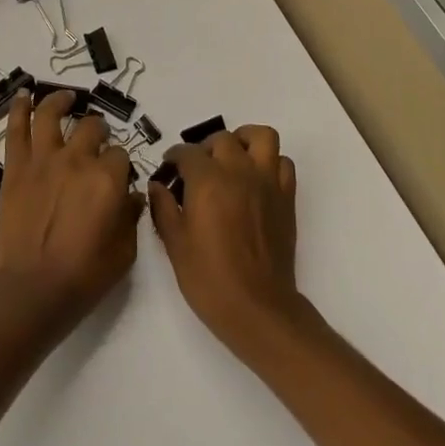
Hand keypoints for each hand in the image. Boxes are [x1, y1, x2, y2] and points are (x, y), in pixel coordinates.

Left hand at [0, 90, 144, 328]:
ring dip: (61, 101)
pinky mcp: (16, 168)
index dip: (121, 165)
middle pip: (92, 128)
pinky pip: (16, 129)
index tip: (118, 178)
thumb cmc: (84, 276)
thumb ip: (131, 217)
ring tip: (66, 97)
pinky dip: (19, 108)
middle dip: (99, 131)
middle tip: (97, 140)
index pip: (122, 156)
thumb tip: (133, 197)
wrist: (33, 291)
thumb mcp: (124, 252)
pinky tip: (23, 95)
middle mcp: (77, 160)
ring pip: (52, 115)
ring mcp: (43, 160)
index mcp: (108, 179)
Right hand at [148, 126, 304, 358]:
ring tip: (231, 158)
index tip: (168, 170)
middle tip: (196, 170)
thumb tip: (157, 186)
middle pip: (222, 139)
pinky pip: (283, 163)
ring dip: (243, 140)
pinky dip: (270, 162)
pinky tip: (256, 179)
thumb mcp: (175, 245)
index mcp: (207, 181)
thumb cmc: (209, 279)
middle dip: (205, 148)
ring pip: (261, 137)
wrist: (257, 308)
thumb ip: (164, 209)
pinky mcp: (286, 197)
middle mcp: (239, 172)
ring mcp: (267, 182)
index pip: (187, 153)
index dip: (174, 158)